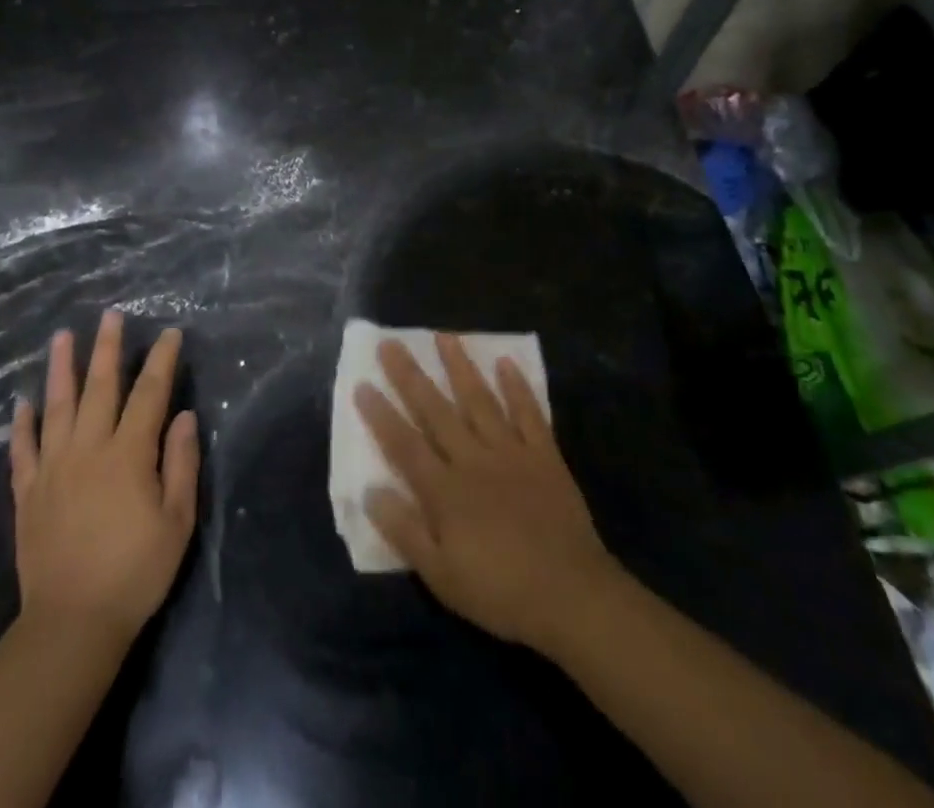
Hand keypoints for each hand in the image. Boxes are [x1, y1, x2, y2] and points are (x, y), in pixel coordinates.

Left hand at [10, 310, 199, 645]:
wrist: (72, 624)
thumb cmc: (135, 572)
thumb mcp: (177, 521)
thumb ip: (181, 463)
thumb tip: (183, 416)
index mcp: (129, 454)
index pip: (149, 394)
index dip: (160, 361)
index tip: (168, 333)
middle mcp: (89, 449)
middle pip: (99, 388)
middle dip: (107, 348)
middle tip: (109, 315)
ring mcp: (53, 469)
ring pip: (56, 407)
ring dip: (61, 369)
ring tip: (62, 337)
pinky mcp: (27, 493)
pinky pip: (23, 450)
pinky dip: (22, 424)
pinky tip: (23, 403)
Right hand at [356, 334, 620, 655]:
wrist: (572, 596)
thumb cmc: (500, 592)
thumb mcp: (441, 576)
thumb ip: (405, 531)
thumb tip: (370, 491)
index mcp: (445, 490)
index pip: (404, 444)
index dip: (381, 414)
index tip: (361, 383)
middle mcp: (473, 459)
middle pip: (436, 411)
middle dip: (410, 376)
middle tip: (391, 343)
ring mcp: (510, 452)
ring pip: (480, 401)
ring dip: (460, 367)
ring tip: (445, 336)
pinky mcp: (544, 455)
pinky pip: (529, 414)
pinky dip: (517, 388)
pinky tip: (506, 363)